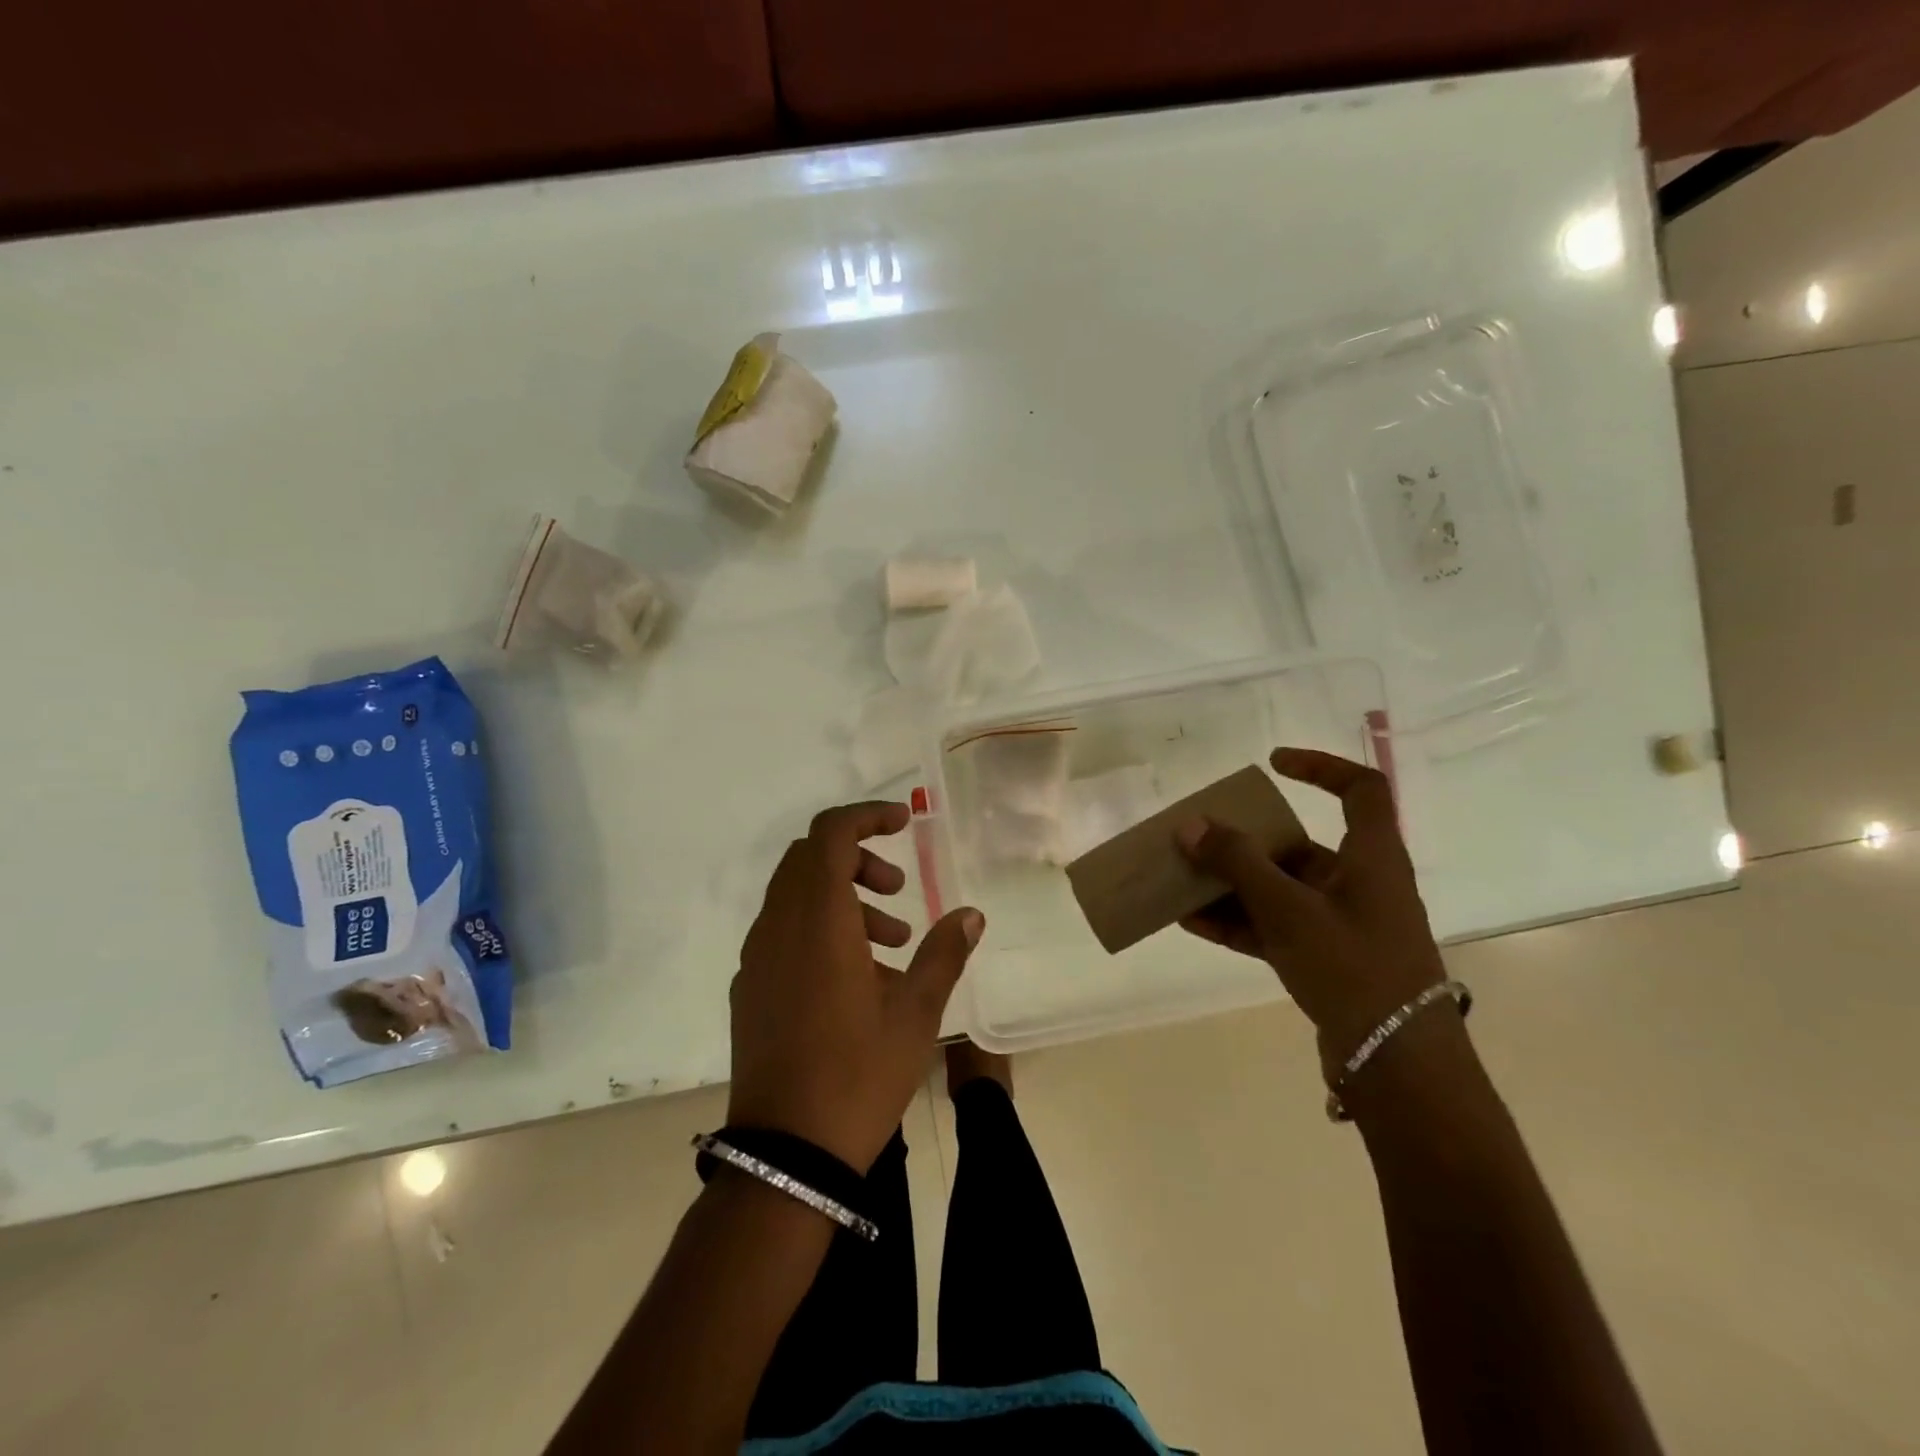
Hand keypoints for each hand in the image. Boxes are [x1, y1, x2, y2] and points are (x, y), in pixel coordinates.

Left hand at [728, 801, 984, 1172]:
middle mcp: (778, 927)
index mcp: (818, 920)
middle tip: (899, 890)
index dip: (866, 816)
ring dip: (842, 898)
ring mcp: (756, 959)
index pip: (829, 833)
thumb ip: (944, 953)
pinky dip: (819, 929)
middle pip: (809, 859)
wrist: (785, 1154)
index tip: (903, 824)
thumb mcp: (917, 1012)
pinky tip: (855, 980)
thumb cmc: (858, 1074)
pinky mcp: (748, 989)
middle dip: (857, 859)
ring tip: (891, 943)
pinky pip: (783, 933)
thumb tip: (972, 914)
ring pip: (795, 896)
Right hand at [1176, 748, 1447, 1074]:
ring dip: (1233, 885)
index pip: (1361, 791)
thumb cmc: (1352, 968)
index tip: (1273, 765)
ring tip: (1183, 880)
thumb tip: (1191, 824)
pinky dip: (1237, 922)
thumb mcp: (1288, 909)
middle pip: (1301, 845)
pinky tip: (1191, 922)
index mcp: (1371, 858)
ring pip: (1281, 890)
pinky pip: (1274, 927)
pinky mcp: (1326, 960)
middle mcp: (1359, 884)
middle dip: (1247, 841)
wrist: (1397, 1066)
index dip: (1321, 767)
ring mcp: (1342, 925)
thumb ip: (1237, 863)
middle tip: (1203, 836)